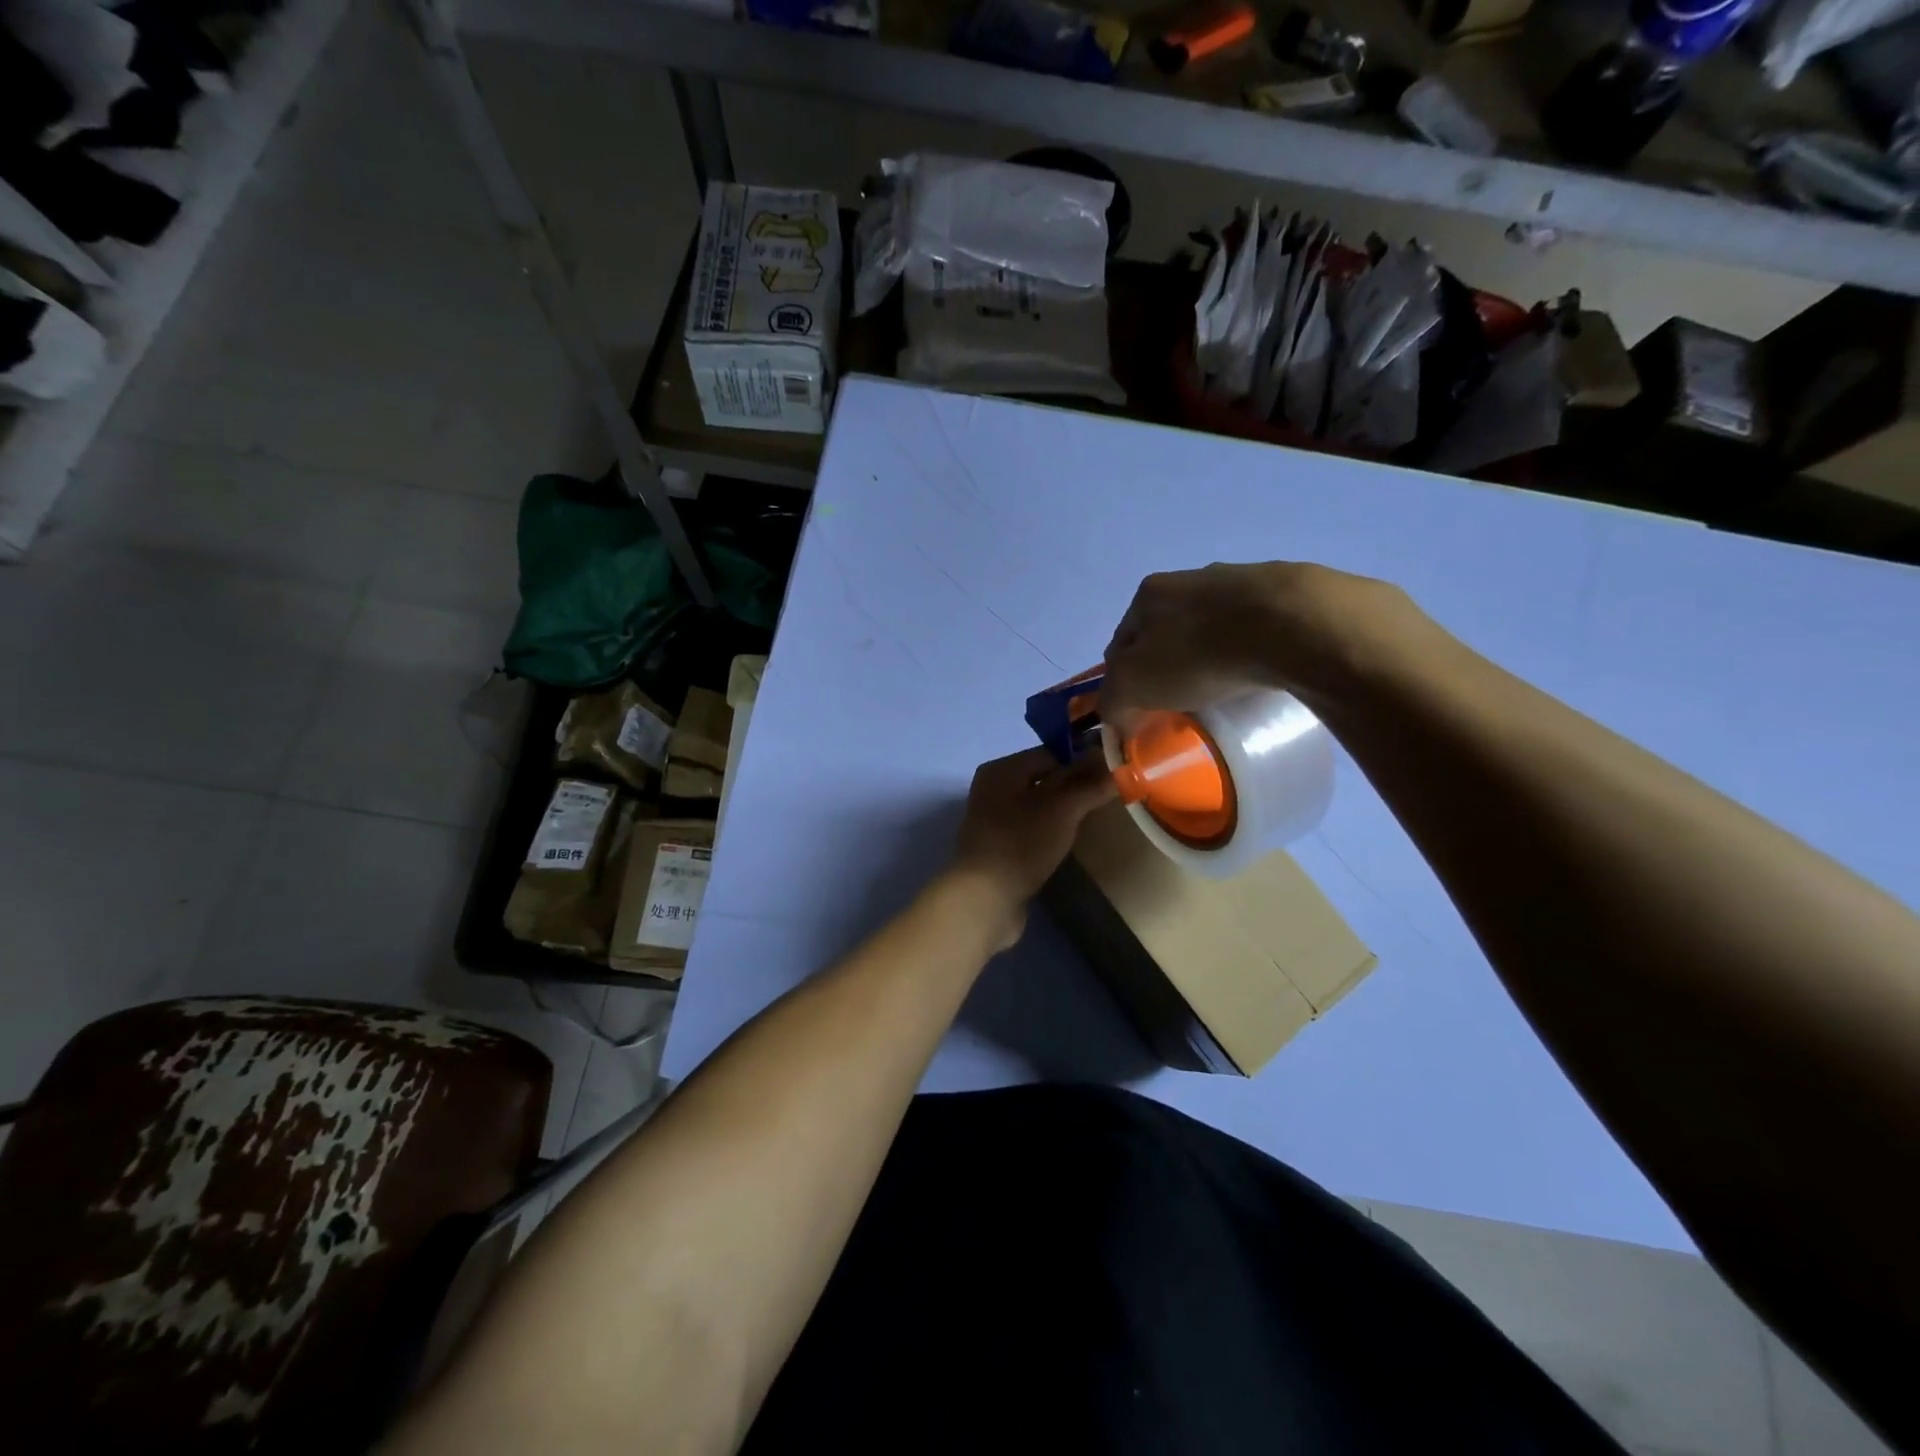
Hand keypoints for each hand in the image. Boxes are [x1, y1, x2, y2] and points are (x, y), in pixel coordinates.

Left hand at [949, 747, 1116, 949]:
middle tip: (1109, 795)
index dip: (1083, 759)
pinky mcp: (1000, 848)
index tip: (1114, 771)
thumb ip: (1089, 784)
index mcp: (1001, 770)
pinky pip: (1032, 829)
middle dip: (1076, 785)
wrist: (984, 899)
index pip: (1050, 752)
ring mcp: (994, 821)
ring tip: (1095, 817)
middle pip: (1044, 778)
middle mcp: (993, 789)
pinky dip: (1051, 831)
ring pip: (1039, 806)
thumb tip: (1118, 763)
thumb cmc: (1021, 843)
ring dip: (1065, 810)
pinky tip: (1070, 841)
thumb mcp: (1062, 808)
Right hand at [1100, 561, 1427, 725]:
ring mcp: (1238, 581)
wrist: (1290, 624)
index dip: (1123, 679)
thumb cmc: (1197, 653)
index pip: (1120, 642)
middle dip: (1165, 664)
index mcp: (1147, 594)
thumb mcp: (1134, 684)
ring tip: (1222, 688)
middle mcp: (1188, 578)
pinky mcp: (1283, 592)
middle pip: (1164, 631)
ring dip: (1207, 653)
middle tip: (1178, 701)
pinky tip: (1257, 672)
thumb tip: (1114, 712)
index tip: (1137, 707)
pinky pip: (1252, 628)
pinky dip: (1247, 649)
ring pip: (1209, 626)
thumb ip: (1113, 699)